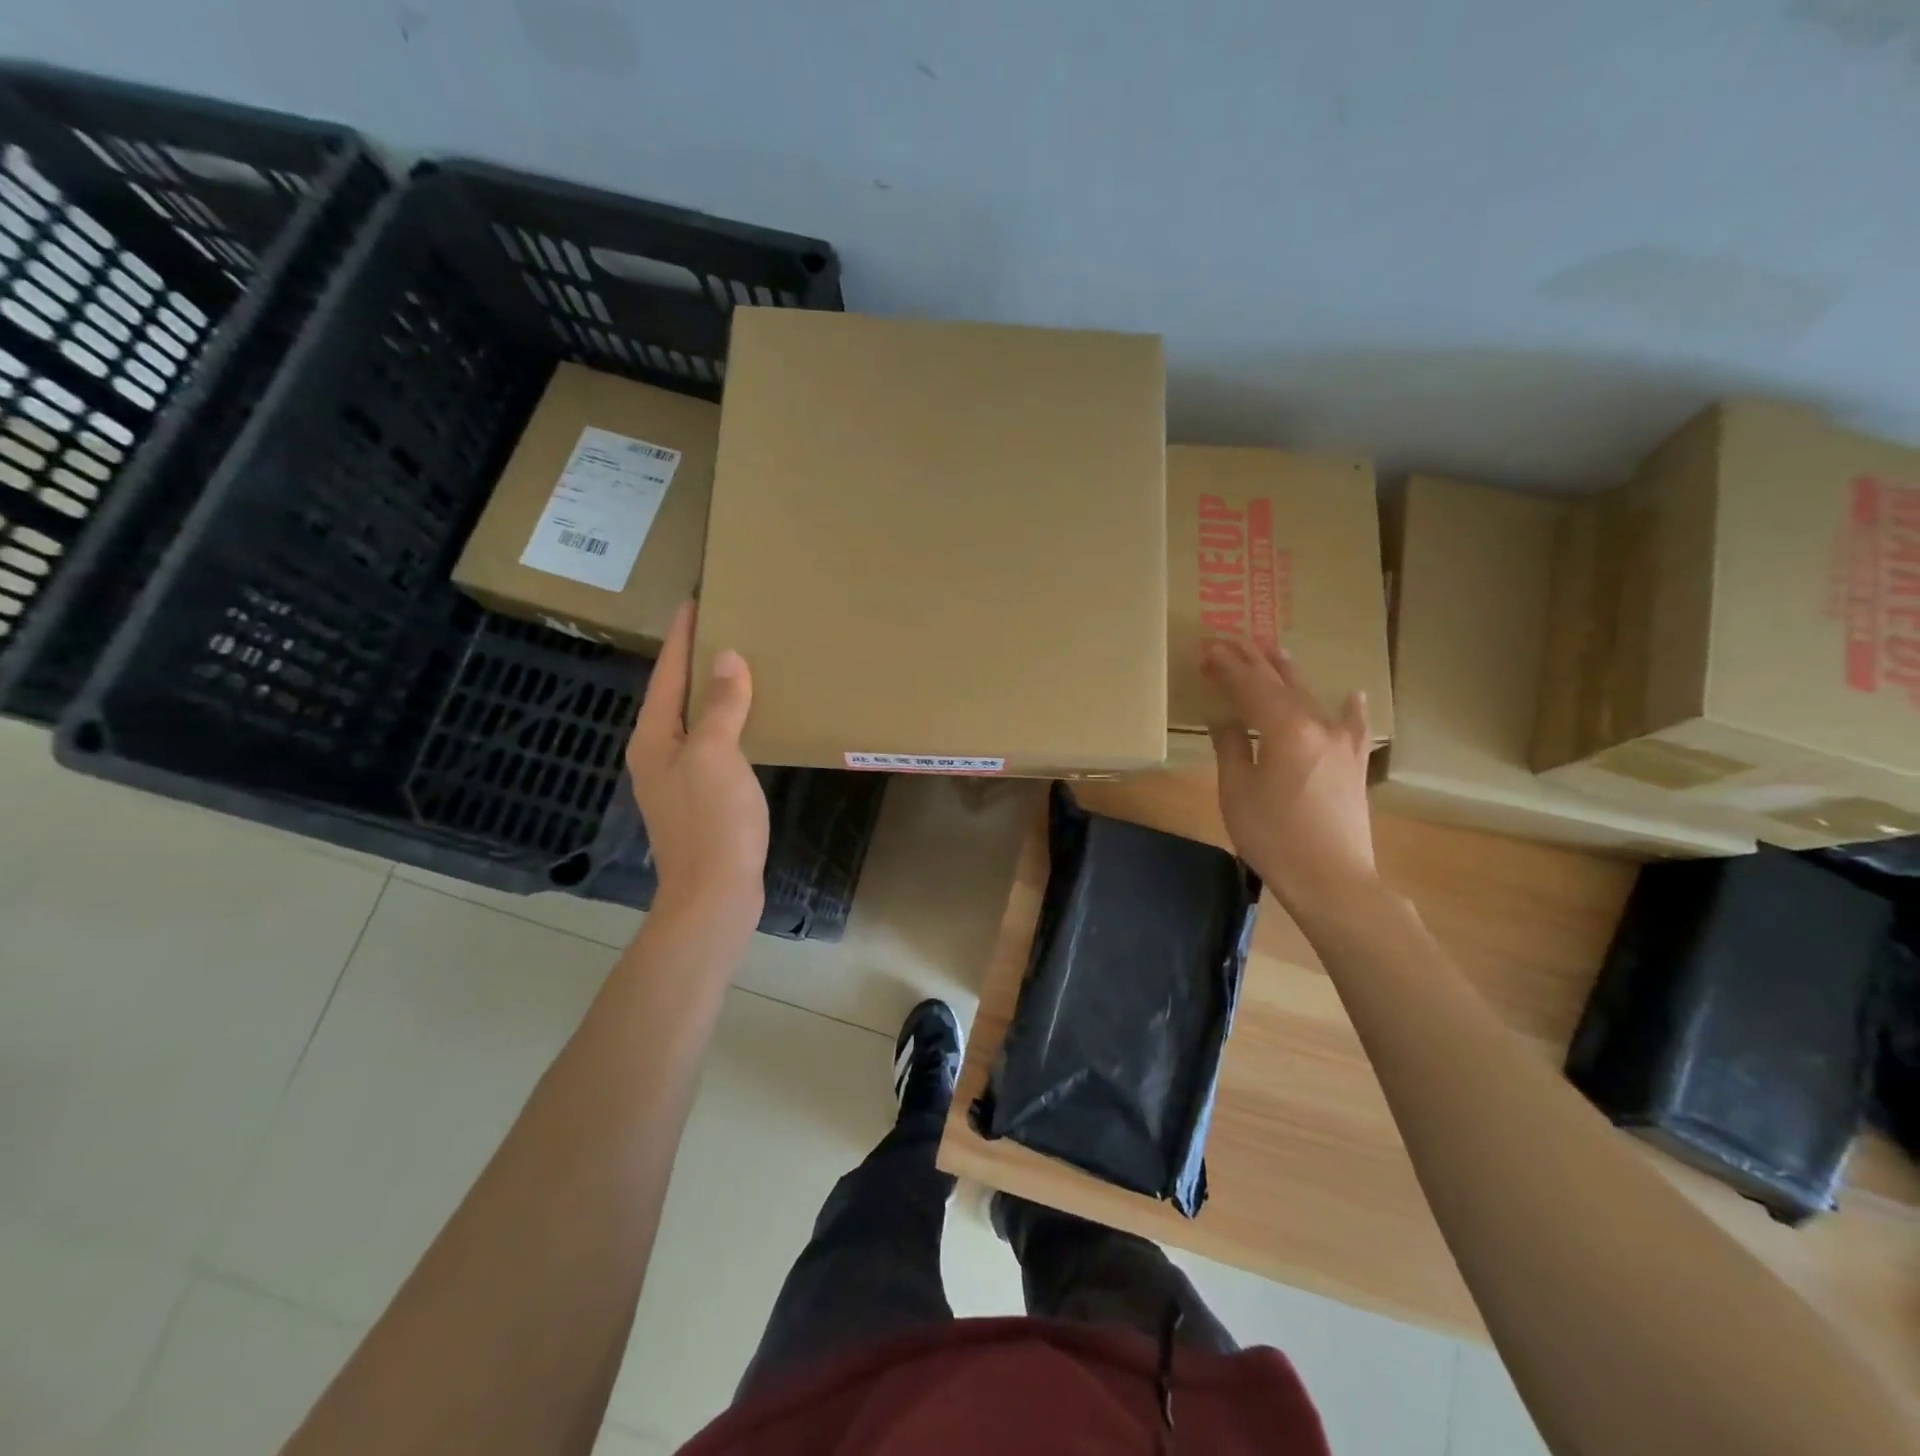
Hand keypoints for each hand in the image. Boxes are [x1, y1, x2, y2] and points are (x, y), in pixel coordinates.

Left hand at [626, 601, 768, 932]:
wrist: (713, 894)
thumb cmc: (712, 821)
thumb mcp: (717, 756)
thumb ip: (721, 706)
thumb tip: (727, 658)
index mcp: (653, 737)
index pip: (667, 672)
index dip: (681, 635)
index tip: (696, 599)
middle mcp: (659, 752)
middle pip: (677, 693)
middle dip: (696, 658)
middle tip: (726, 623)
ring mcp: (679, 777)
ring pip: (696, 719)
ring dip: (714, 690)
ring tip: (742, 661)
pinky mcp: (702, 796)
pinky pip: (714, 743)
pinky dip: (729, 721)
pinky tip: (752, 718)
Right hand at [1204, 637, 1377, 912]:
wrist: (1332, 879)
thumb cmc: (1274, 836)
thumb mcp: (1238, 791)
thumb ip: (1231, 747)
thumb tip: (1224, 717)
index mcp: (1283, 728)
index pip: (1249, 686)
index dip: (1227, 667)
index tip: (1208, 649)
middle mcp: (1316, 725)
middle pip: (1280, 684)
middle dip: (1253, 660)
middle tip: (1232, 639)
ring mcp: (1341, 743)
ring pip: (1311, 698)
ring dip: (1290, 673)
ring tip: (1275, 649)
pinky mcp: (1353, 765)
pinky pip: (1352, 728)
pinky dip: (1350, 710)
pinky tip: (1353, 695)